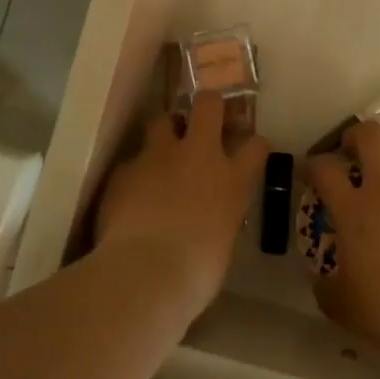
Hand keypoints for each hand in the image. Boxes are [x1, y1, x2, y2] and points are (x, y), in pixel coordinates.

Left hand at [94, 92, 269, 307]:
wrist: (145, 273)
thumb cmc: (196, 272)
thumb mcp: (222, 242)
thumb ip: (219, 217)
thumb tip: (210, 217)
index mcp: (232, 181)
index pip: (256, 146)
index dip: (254, 144)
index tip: (250, 148)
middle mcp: (198, 156)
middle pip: (208, 106)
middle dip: (207, 106)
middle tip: (203, 118)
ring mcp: (158, 157)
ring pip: (161, 120)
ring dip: (164, 132)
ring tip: (160, 153)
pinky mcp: (124, 169)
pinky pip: (132, 161)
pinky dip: (135, 174)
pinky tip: (129, 195)